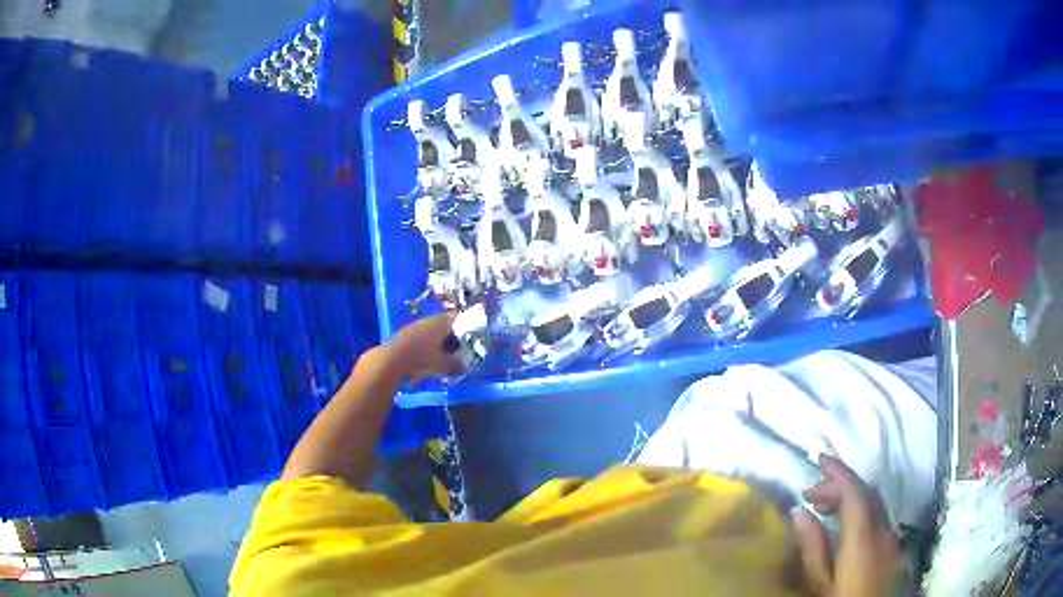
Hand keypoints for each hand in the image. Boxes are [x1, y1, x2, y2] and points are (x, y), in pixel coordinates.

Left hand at [386, 312, 464, 381]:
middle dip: (453, 335)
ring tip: (444, 353)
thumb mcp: (443, 365)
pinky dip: (428, 342)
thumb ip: (457, 365)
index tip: (473, 336)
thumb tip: (467, 367)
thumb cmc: (422, 359)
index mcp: (442, 322)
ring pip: (433, 329)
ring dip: (439, 339)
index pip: (459, 318)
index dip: (467, 326)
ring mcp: (416, 325)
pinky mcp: (406, 333)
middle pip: (446, 323)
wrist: (392, 359)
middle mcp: (430, 320)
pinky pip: (422, 335)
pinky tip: (428, 355)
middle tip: (460, 348)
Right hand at [792, 454, 900, 596]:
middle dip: (841, 482)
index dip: (838, 471)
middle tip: (811, 492)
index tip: (818, 459)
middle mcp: (882, 527)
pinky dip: (860, 508)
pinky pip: (878, 514)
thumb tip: (799, 512)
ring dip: (850, 495)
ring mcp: (891, 535)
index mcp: (863, 535)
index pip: (854, 491)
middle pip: (866, 491)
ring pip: (873, 501)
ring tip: (824, 506)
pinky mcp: (892, 543)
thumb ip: (813, 546)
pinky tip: (844, 523)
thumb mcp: (820, 581)